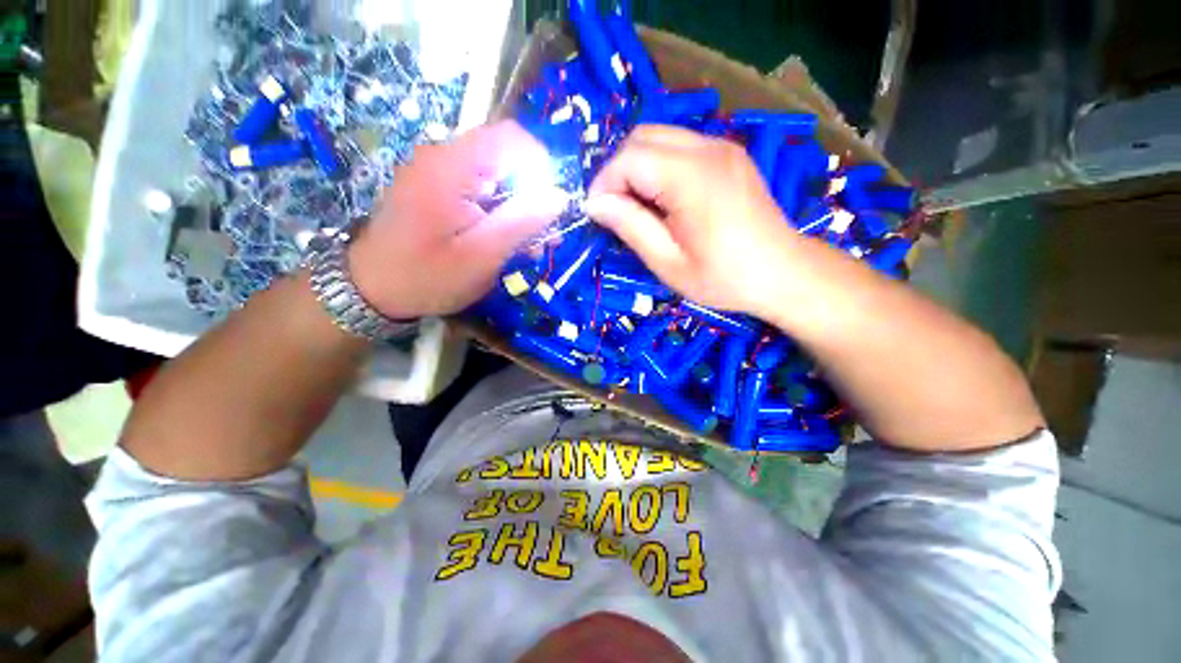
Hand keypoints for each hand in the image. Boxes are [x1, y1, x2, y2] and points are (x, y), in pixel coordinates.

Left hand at [350, 121, 565, 318]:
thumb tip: (559, 196)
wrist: (371, 290)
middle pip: (506, 158)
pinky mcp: (439, 191)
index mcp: (451, 167)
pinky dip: (501, 215)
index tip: (551, 206)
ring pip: (497, 179)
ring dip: (520, 210)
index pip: (511, 138)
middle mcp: (444, 159)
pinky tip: (507, 243)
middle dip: (534, 195)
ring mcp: (440, 175)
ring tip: (531, 248)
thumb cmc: (426, 277)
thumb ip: (521, 223)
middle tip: (546, 237)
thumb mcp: (481, 256)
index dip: (541, 165)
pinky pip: (482, 193)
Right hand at [585, 125, 799, 319]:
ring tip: (637, 206)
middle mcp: (707, 149)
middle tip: (616, 210)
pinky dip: (659, 166)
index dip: (604, 183)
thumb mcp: (668, 263)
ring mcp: (721, 147)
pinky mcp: (728, 154)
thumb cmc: (723, 277)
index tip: (597, 215)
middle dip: (618, 170)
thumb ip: (630, 227)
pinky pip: (680, 146)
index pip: (629, 157)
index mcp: (691, 177)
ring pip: (660, 137)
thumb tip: (595, 203)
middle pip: (642, 136)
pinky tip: (663, 198)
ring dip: (637, 166)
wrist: (783, 272)